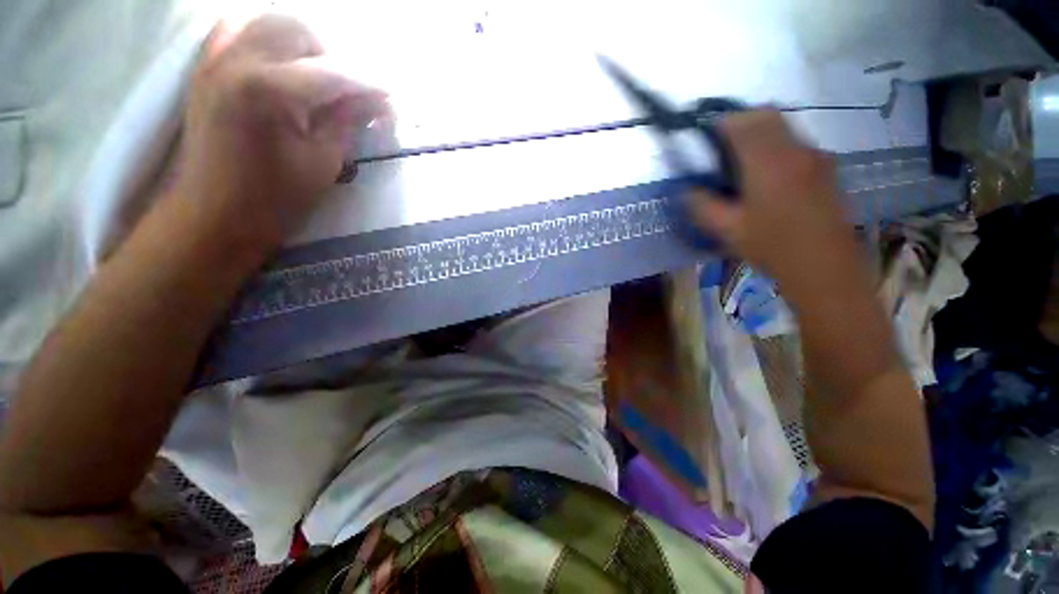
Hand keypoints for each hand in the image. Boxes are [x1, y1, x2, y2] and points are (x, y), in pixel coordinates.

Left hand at [173, 16, 387, 249]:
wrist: (214, 214)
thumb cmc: (274, 198)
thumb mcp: (323, 162)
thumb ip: (347, 121)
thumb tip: (377, 101)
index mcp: (269, 90)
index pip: (333, 72)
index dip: (368, 83)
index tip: (391, 97)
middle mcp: (238, 60)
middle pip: (297, 30)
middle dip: (333, 55)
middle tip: (349, 90)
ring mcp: (215, 60)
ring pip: (266, 22)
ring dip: (299, 43)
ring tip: (315, 76)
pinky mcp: (205, 69)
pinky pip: (234, 30)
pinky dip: (263, 38)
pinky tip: (278, 63)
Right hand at [690, 111, 863, 301]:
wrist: (825, 266)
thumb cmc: (773, 247)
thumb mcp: (727, 231)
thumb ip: (702, 206)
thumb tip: (687, 189)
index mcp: (768, 163)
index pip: (741, 122)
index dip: (718, 124)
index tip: (704, 139)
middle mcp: (795, 150)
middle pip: (766, 114)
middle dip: (739, 121)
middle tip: (720, 146)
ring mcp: (814, 156)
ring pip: (783, 125)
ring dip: (759, 132)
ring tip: (741, 161)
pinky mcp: (824, 166)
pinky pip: (794, 142)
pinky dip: (775, 145)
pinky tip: (766, 175)